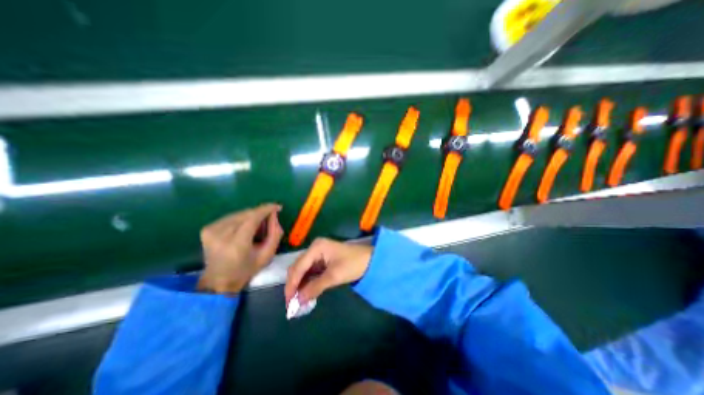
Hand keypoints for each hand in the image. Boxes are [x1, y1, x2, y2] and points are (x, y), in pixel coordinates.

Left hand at [196, 204, 281, 292]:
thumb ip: (275, 234)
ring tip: (257, 227)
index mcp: (236, 245)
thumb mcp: (267, 255)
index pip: (252, 218)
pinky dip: (242, 219)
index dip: (266, 210)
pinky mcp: (207, 228)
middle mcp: (220, 235)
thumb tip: (274, 215)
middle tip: (269, 220)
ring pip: (239, 213)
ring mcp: (211, 230)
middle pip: (246, 214)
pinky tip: (245, 228)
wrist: (218, 280)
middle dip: (260, 213)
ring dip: (252, 216)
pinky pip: (232, 216)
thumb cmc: (246, 269)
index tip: (277, 206)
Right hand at [284, 237, 376, 305]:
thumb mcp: (334, 276)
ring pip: (303, 270)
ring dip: (300, 285)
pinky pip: (311, 271)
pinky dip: (307, 282)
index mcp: (316, 247)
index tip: (288, 302)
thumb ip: (314, 288)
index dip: (292, 285)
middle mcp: (314, 248)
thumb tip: (297, 302)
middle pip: (298, 267)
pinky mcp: (322, 259)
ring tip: (297, 301)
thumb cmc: (353, 264)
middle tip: (291, 304)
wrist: (370, 259)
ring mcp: (318, 253)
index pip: (298, 267)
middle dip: (294, 285)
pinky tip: (306, 292)